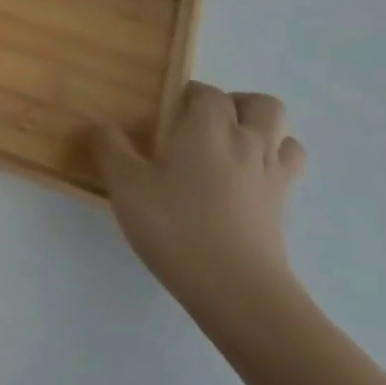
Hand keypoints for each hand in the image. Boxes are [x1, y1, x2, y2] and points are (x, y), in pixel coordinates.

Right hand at [93, 83, 305, 311]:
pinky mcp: (282, 210)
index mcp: (208, 128)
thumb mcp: (126, 186)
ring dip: (260, 133)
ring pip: (284, 136)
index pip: (206, 92)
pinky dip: (269, 165)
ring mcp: (272, 177)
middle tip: (199, 124)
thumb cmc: (176, 227)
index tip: (162, 112)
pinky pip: (285, 170)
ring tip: (224, 150)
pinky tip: (238, 184)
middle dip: (234, 104)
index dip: (186, 94)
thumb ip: (110, 148)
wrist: (238, 292)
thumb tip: (100, 124)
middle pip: (261, 104)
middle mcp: (248, 143)